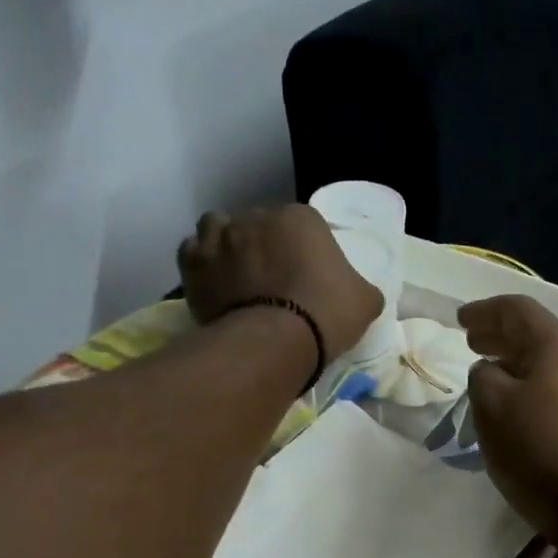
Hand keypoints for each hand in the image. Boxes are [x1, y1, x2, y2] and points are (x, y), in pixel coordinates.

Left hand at [178, 204, 382, 367]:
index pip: (302, 225)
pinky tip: (212, 281)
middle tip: (272, 280)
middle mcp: (256, 216)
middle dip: (263, 246)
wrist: (274, 341)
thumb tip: (359, 293)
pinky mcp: (194, 263)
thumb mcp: (365, 302)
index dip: (304, 250)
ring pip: (219, 228)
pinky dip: (201, 262)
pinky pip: (192, 251)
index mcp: (300, 217)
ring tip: (235, 273)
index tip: (306, 277)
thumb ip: (362, 289)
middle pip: (259, 224)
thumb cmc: (326, 314)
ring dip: (226, 244)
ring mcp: (220, 237)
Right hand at [459, 295, 557, 546]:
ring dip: (519, 362)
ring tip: (493, 374)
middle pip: (538, 334)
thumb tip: (490, 371)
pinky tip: (523, 407)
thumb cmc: (541, 451)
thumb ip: (482, 377)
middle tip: (473, 342)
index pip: (518, 309)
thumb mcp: (492, 409)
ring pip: (552, 363)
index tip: (460, 320)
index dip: (485, 310)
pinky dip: (536, 385)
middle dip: (502, 335)